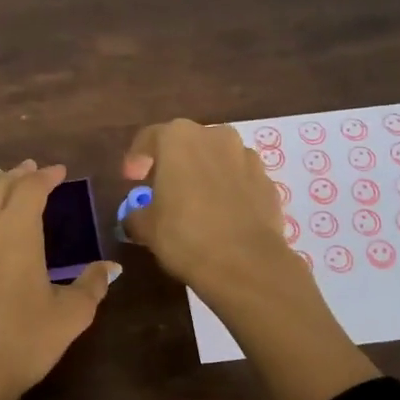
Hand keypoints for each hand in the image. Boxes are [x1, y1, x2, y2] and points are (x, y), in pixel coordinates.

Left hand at [0, 160, 118, 399]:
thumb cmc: (24, 342)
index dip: (46, 176)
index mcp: (19, 233)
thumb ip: (92, 285)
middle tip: (32, 169)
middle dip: (18, 175)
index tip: (60, 172)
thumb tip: (111, 267)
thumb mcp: (71, 316)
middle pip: (0, 188)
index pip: (32, 190)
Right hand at [121, 119, 298, 305]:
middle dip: (174, 163)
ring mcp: (248, 157)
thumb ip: (136, 215)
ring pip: (218, 159)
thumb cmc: (185, 235)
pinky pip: (241, 180)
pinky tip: (223, 216)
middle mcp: (216, 137)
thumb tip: (135, 218)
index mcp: (179, 138)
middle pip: (188, 144)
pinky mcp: (268, 182)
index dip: (137, 158)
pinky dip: (229, 190)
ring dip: (205, 174)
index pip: (150, 138)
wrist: (246, 263)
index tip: (131, 179)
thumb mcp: (147, 228)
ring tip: (196, 203)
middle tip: (163, 189)